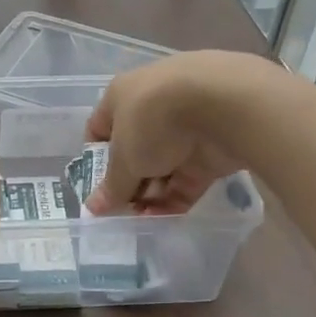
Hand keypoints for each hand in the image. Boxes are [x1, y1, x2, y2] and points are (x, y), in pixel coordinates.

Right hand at [85, 51, 280, 213]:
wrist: (222, 104)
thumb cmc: (153, 121)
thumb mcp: (124, 158)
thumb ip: (111, 186)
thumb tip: (93, 208)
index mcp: (122, 96)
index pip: (100, 128)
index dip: (95, 159)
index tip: (96, 186)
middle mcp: (152, 107)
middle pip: (134, 151)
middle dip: (127, 182)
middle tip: (120, 211)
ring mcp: (185, 127)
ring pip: (162, 166)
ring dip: (151, 194)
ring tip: (141, 220)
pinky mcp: (212, 148)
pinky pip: (188, 177)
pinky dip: (176, 197)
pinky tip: (163, 218)